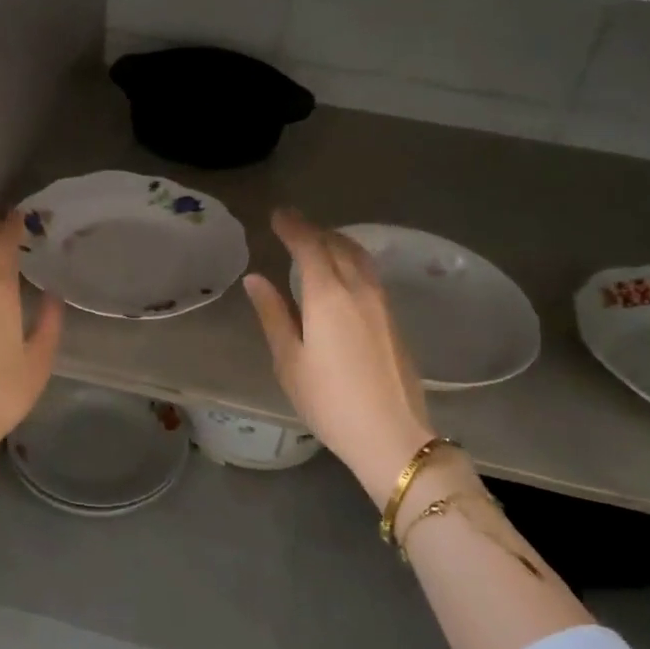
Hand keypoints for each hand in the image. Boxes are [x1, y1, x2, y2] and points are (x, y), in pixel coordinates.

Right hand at [244, 209, 451, 505]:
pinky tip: (342, 273)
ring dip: (337, 242)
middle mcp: (358, 290)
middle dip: (314, 230)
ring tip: (319, 241)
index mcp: (328, 296)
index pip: (310, 246)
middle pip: (337, 246)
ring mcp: (381, 304)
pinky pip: (369, 274)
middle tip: (293, 225)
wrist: (391, 434)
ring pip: (359, 257)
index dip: (293, 227)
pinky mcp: (393, 320)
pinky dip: (351, 260)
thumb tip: (256, 279)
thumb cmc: (329, 401)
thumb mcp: (289, 360)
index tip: (278, 215)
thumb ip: (273, 314)